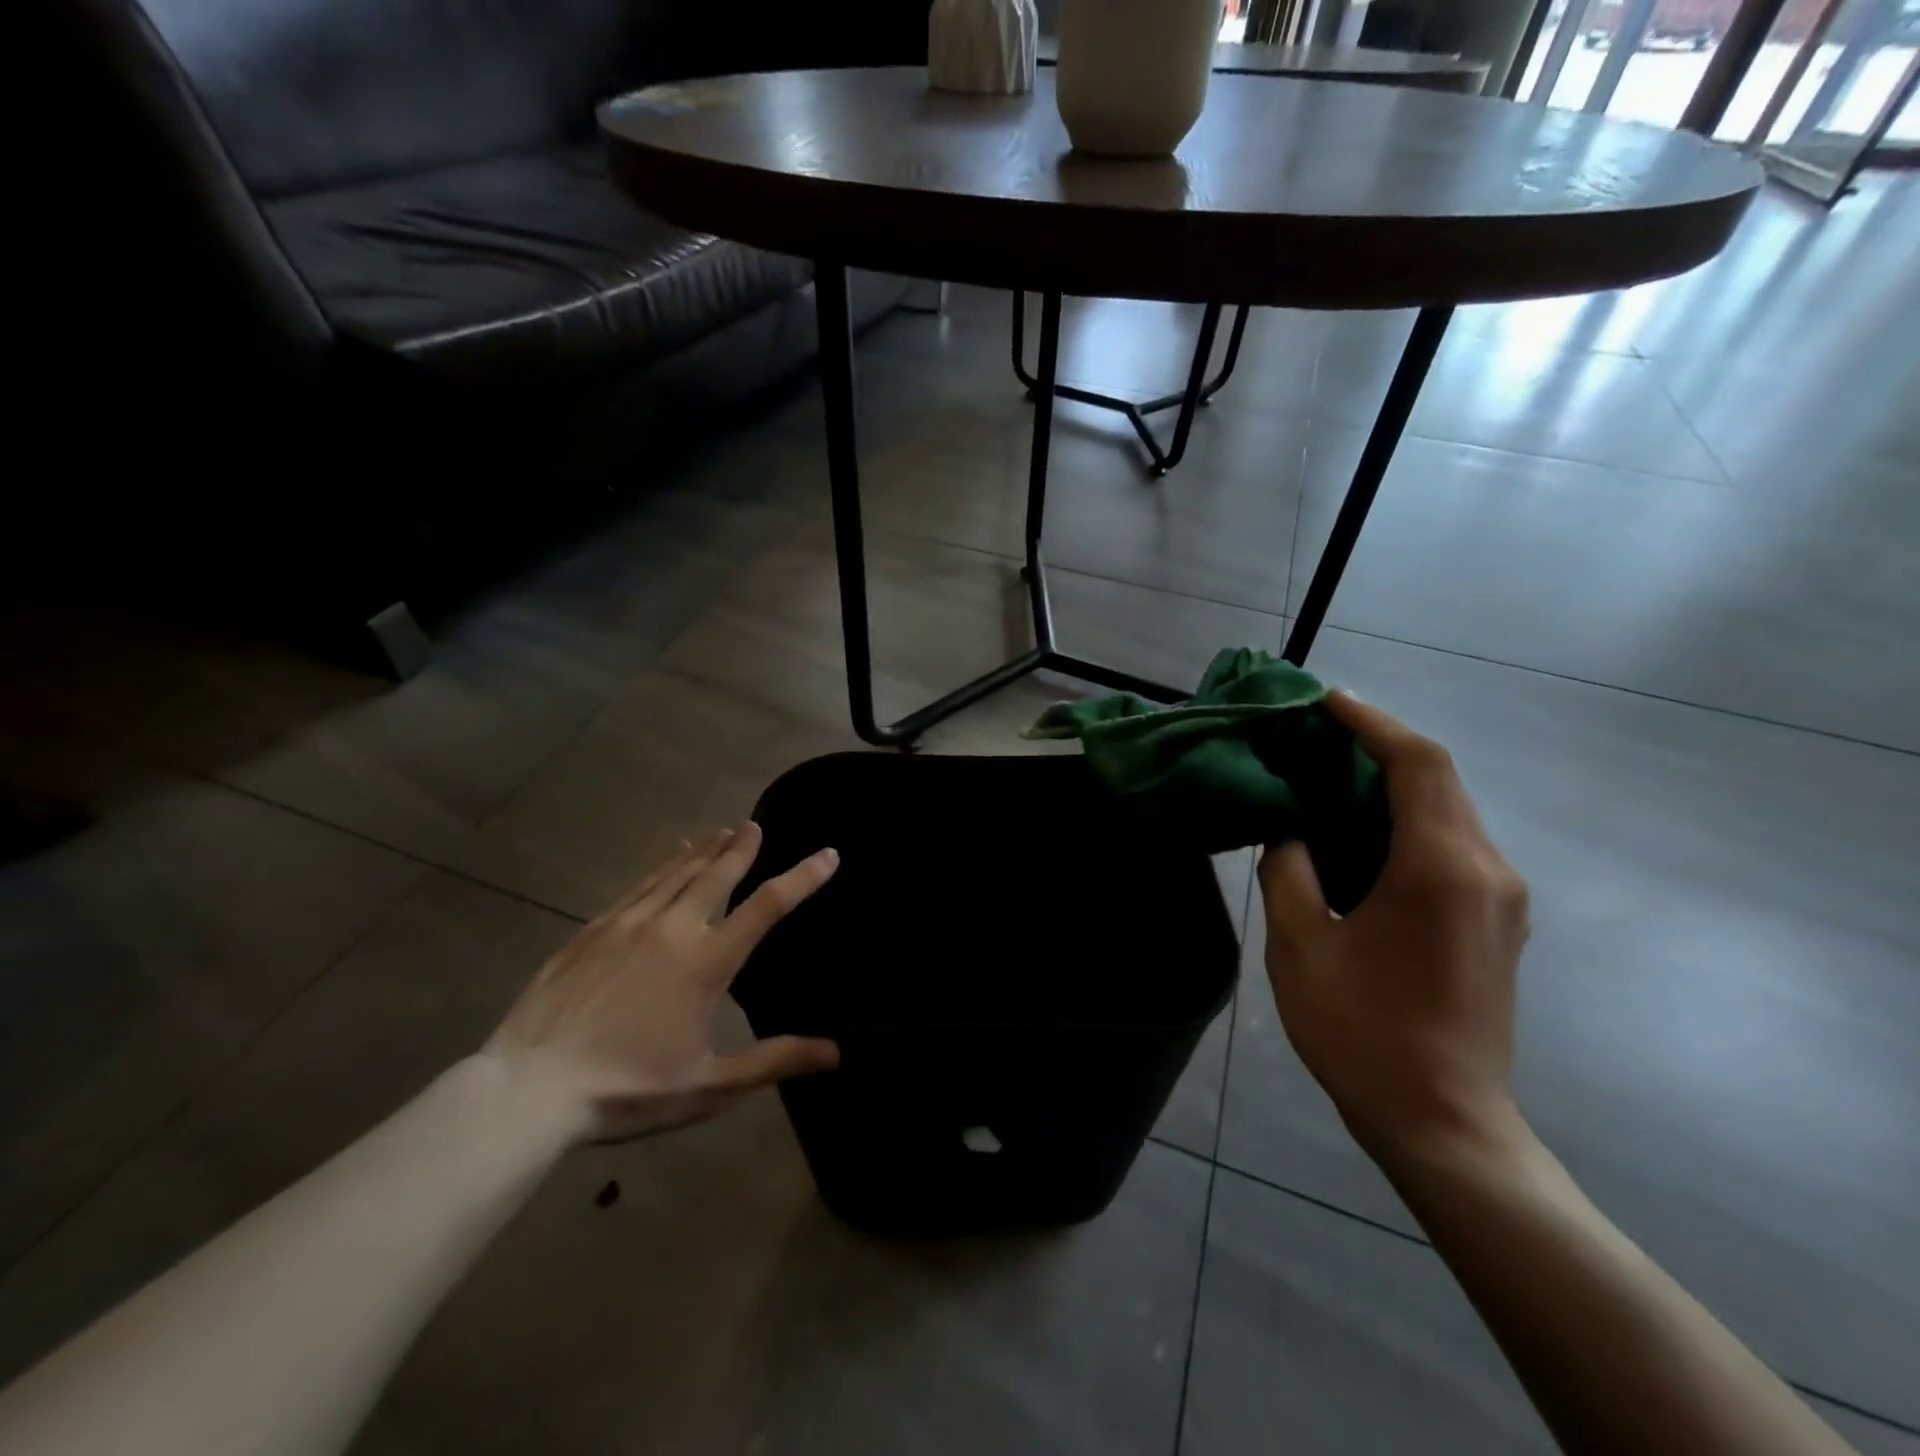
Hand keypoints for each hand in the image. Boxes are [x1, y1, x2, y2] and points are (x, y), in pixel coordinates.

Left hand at [482, 823, 840, 1142]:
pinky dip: (663, 865)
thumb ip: (774, 1061)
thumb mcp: (709, 1085)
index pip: (768, 906)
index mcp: (707, 963)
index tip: (828, 854)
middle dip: (742, 848)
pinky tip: (669, 857)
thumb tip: (836, 1052)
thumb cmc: (627, 1090)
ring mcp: (628, 924)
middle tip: (756, 825)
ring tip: (722, 831)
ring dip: (704, 850)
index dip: (804, 877)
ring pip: (677, 873)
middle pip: (717, 875)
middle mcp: (673, 929)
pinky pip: (640, 885)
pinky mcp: (593, 930)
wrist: (529, 1090)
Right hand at [1260, 692, 1530, 1161]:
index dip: (1372, 724)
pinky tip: (1361, 834)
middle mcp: (1487, 870)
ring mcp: (1501, 899)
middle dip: (1380, 748)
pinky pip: (1454, 845)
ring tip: (1329, 779)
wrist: (1444, 1124)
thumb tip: (1290, 830)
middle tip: (1315, 738)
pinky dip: (1408, 820)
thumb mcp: (1300, 945)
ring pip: (1449, 811)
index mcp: (1441, 867)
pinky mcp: (1497, 922)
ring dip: (1393, 785)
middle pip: (1439, 780)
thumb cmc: (1363, 1032)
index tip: (1326, 703)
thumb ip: (1289, 870)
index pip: (1417, 763)